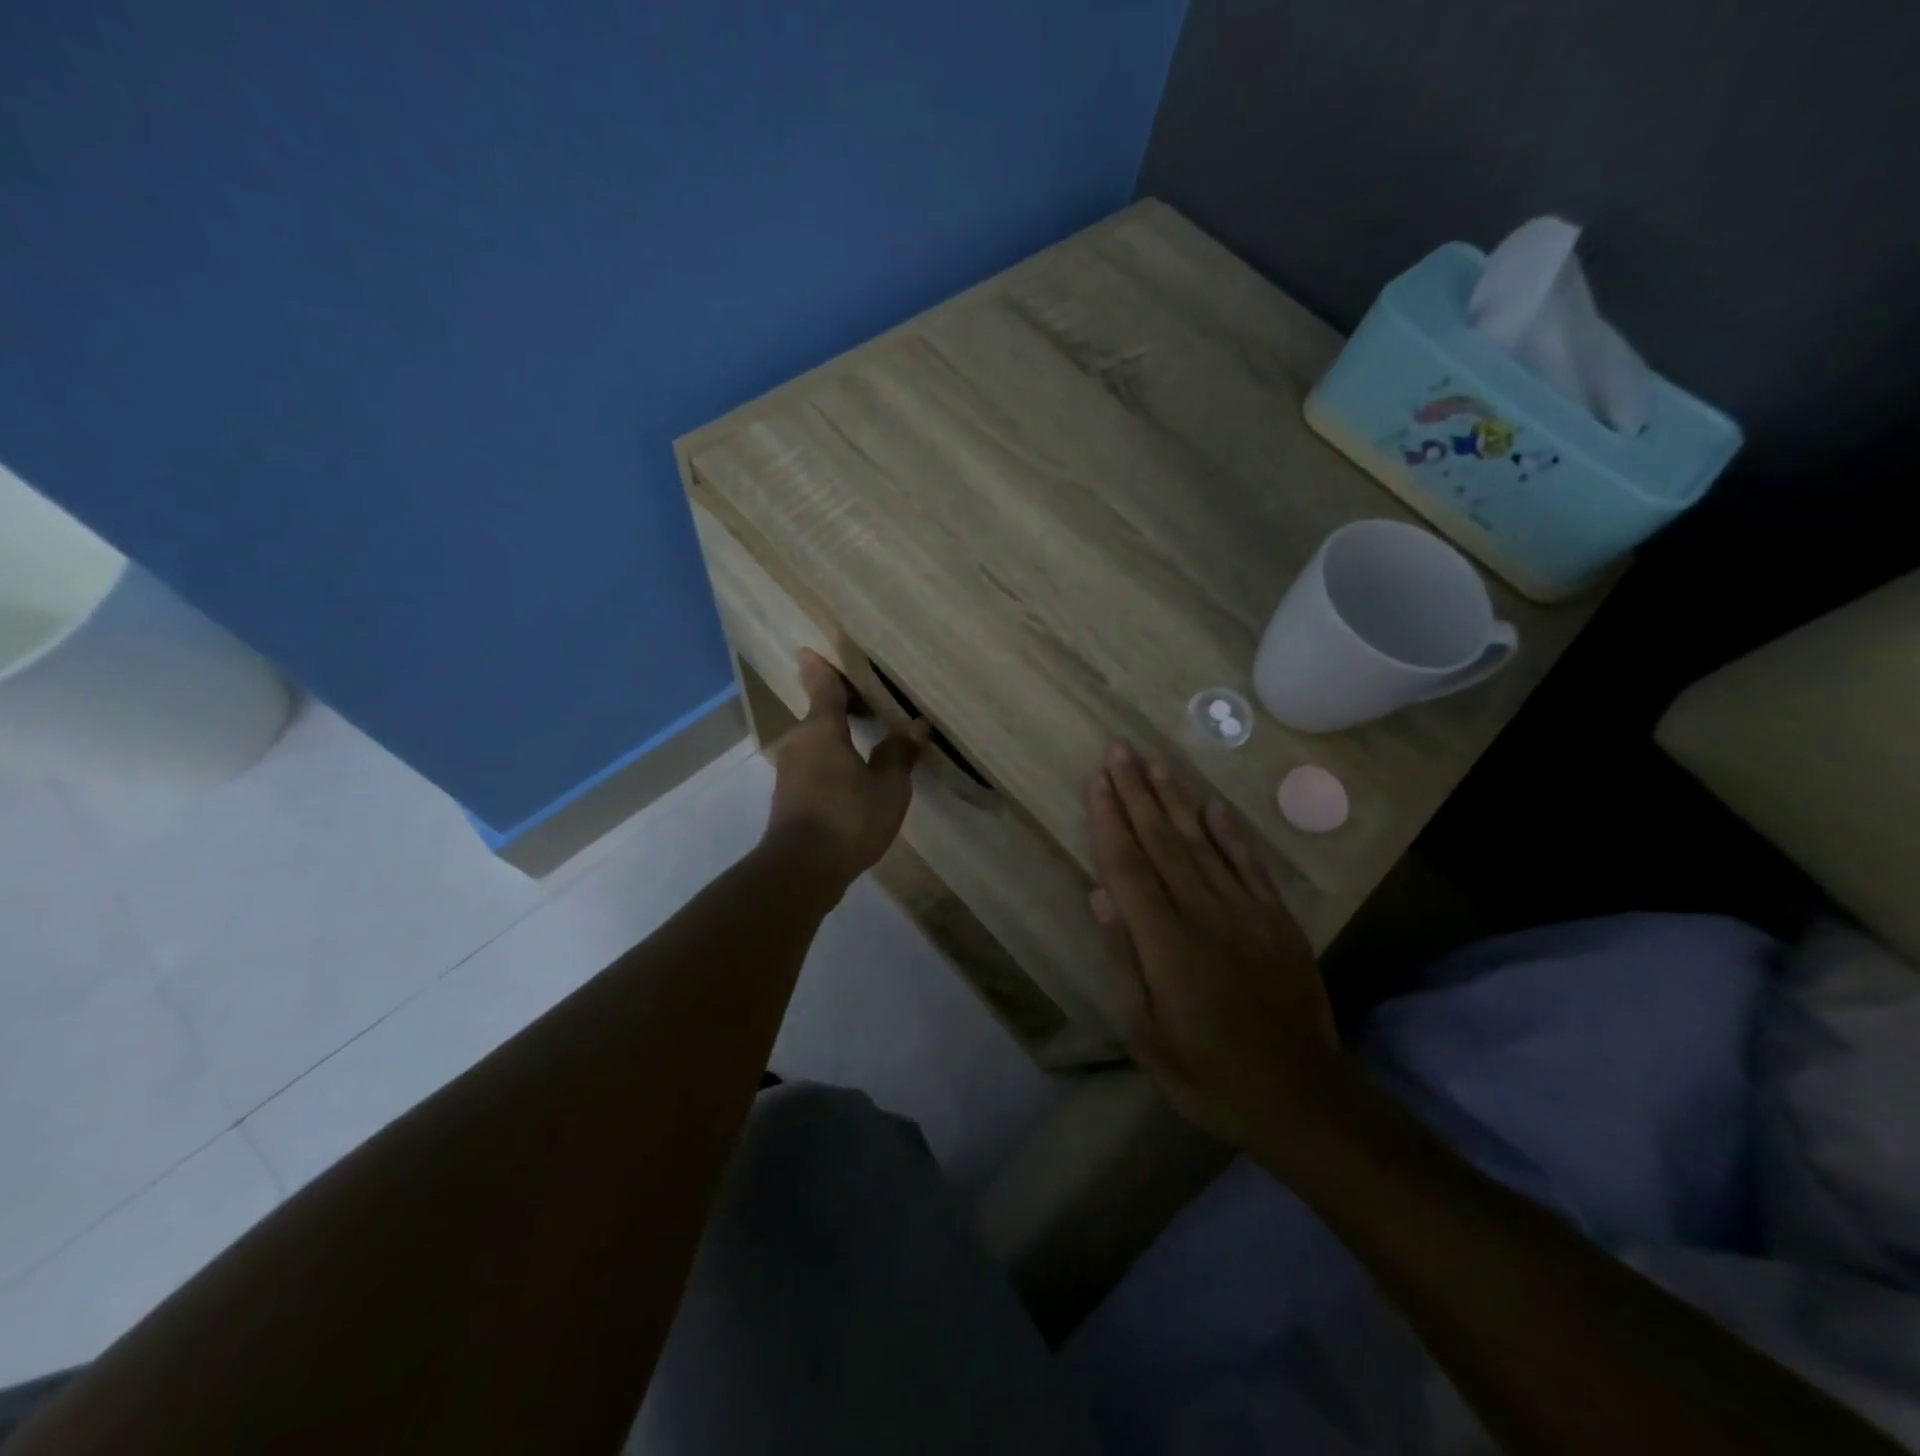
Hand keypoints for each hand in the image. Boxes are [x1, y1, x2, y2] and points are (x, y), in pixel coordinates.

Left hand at [764, 650, 928, 890]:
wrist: (802, 870)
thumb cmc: (848, 817)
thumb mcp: (888, 786)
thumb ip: (899, 753)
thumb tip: (915, 725)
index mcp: (821, 730)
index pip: (823, 689)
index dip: (820, 670)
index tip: (807, 652)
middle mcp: (799, 744)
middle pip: (818, 717)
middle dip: (835, 708)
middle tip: (860, 701)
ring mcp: (790, 773)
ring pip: (814, 744)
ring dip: (834, 739)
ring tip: (861, 740)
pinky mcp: (789, 799)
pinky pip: (813, 768)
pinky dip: (830, 763)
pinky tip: (850, 778)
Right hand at [1087, 742, 1340, 1150]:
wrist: (1300, 1096)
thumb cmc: (1208, 1073)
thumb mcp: (1147, 1032)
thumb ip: (1125, 960)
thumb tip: (1101, 897)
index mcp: (1165, 942)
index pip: (1128, 867)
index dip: (1110, 822)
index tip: (1097, 783)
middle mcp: (1202, 913)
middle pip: (1162, 842)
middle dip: (1137, 794)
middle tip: (1120, 751)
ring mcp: (1245, 912)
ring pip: (1202, 842)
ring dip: (1175, 800)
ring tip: (1155, 763)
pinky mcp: (1277, 919)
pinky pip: (1250, 864)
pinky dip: (1230, 830)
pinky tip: (1212, 804)